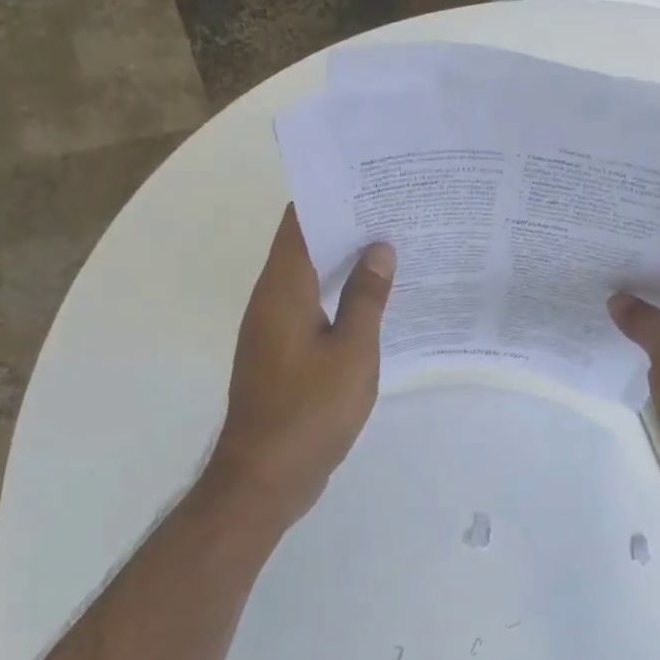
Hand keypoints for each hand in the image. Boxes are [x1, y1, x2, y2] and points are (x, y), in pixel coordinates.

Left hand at [207, 206, 394, 526]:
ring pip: (309, 277)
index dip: (331, 196)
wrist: (265, 477)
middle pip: (305, 245)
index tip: (370, 181)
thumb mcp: (352, 352)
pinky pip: (311, 306)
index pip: (300, 222)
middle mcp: (271, 299)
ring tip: (392, 247)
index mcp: (283, 289)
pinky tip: (374, 300)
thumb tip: (378, 248)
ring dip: (343, 261)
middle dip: (345, 225)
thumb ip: (366, 297)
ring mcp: (273, 327)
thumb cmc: (310, 411)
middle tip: (394, 210)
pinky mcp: (281, 352)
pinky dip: (338, 294)